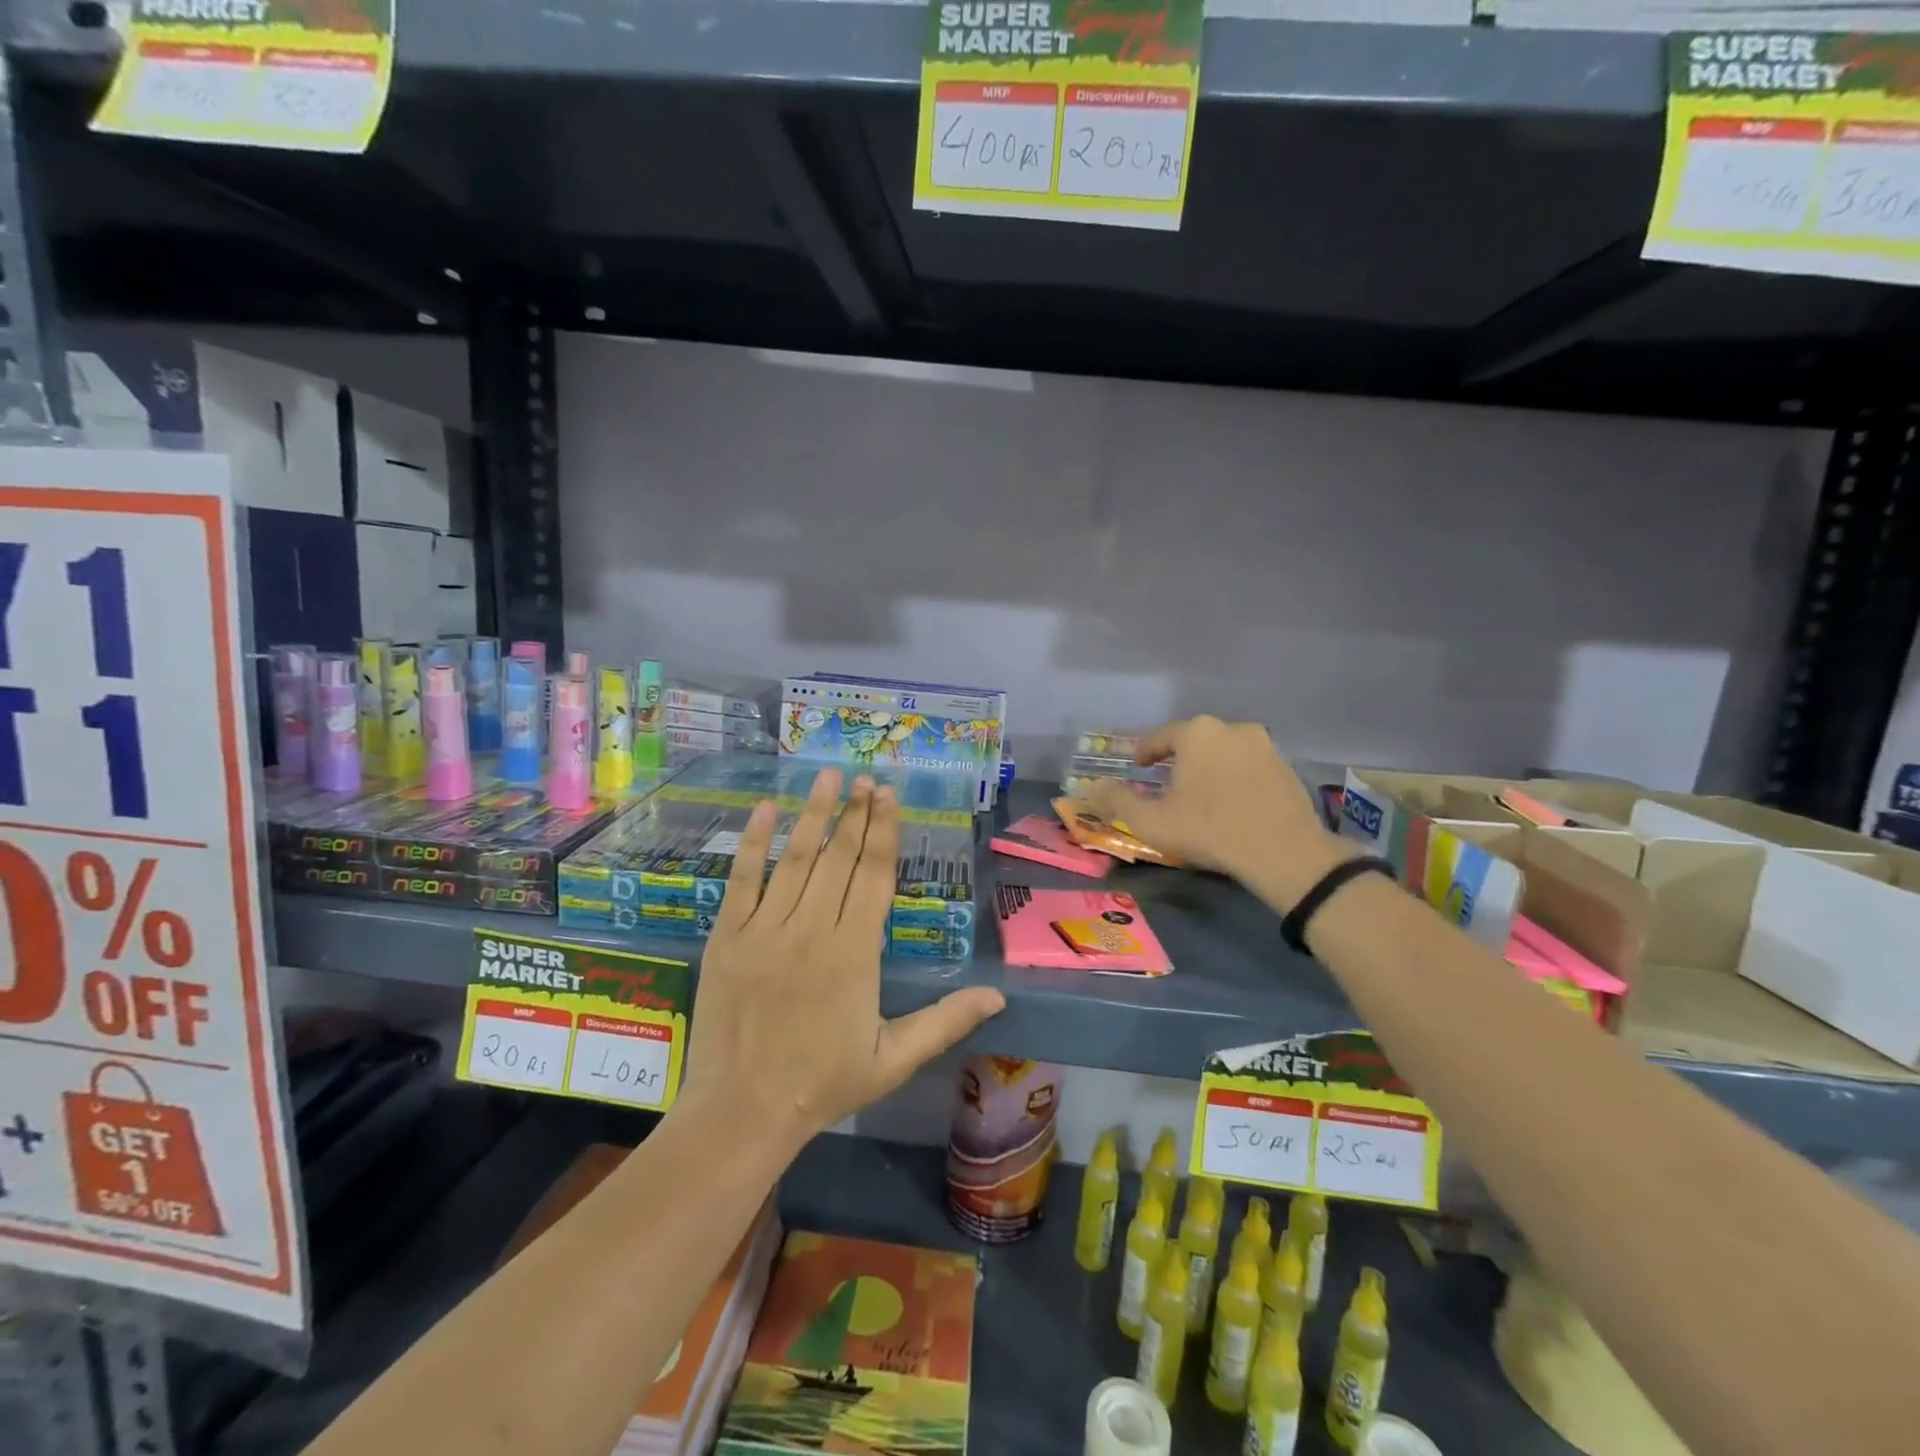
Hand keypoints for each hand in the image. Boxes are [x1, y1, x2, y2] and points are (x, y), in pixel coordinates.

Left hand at [683, 769, 1004, 1153]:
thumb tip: (999, 996)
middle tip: (866, 777)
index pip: (875, 874)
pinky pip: (743, 879)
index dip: (884, 830)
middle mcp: (813, 928)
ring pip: (796, 858)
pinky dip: (754, 842)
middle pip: (840, 857)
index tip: (888, 795)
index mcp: (855, 951)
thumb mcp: (894, 1059)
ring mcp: (766, 928)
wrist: (743, 1111)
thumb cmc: (823, 1084)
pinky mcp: (729, 935)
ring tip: (827, 776)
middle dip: (856, 812)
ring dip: (814, 813)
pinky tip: (764, 809)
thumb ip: (946, 1021)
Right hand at [1085, 717, 1349, 905]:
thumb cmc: (1209, 830)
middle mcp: (1231, 728)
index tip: (1137, 767)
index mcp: (1196, 733)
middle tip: (1166, 782)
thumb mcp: (1151, 821)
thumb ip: (1117, 801)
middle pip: (1195, 741)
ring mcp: (1265, 746)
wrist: (1283, 852)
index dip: (1145, 752)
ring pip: (1224, 752)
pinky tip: (1231, 803)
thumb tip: (1092, 788)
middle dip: (1178, 759)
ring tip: (1200, 793)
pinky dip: (1236, 778)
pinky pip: (1250, 767)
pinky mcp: (1287, 767)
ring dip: (1209, 767)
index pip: (1161, 737)